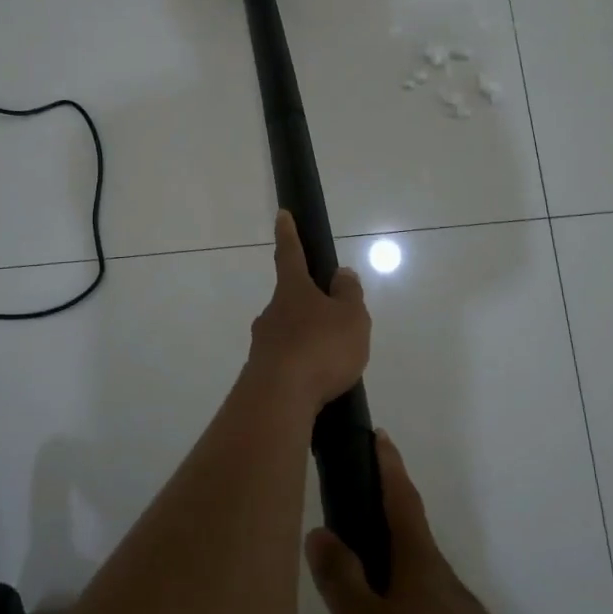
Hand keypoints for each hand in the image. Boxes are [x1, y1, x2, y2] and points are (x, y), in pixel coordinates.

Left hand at [244, 211, 370, 416]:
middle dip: (308, 305)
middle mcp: (272, 312)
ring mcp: (262, 343)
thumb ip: (349, 294)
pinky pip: (286, 362)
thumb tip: (341, 274)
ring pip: (287, 333)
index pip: (290, 254)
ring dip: (305, 339)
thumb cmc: (320, 348)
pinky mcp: (260, 373)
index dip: (289, 234)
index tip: (282, 215)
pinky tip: (316, 383)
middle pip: (290, 299)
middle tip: (332, 321)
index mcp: (293, 290)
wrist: (279, 398)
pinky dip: (300, 366)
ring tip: (331, 361)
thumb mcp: (351, 318)